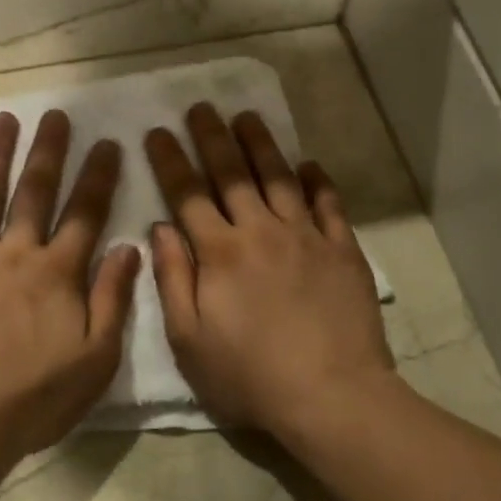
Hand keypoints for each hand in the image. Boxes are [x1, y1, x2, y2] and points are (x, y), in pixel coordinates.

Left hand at [0, 110, 141, 467]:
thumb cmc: (32, 399)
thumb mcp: (95, 358)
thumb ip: (113, 300)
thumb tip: (128, 247)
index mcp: (57, 274)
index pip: (85, 214)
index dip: (99, 177)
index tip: (108, 142)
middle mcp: (12, 255)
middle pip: (35, 194)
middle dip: (49, 152)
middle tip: (56, 114)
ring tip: (3, 120)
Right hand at [144, 104, 392, 439]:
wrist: (330, 392)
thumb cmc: (250, 376)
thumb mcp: (189, 341)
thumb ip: (173, 280)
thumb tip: (161, 229)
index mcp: (220, 253)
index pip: (188, 195)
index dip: (170, 161)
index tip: (157, 132)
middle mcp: (261, 231)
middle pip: (233, 174)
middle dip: (212, 137)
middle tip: (201, 107)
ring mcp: (307, 237)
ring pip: (280, 178)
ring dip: (261, 144)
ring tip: (247, 117)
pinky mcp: (343, 249)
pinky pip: (328, 203)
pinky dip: (317, 181)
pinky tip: (309, 165)